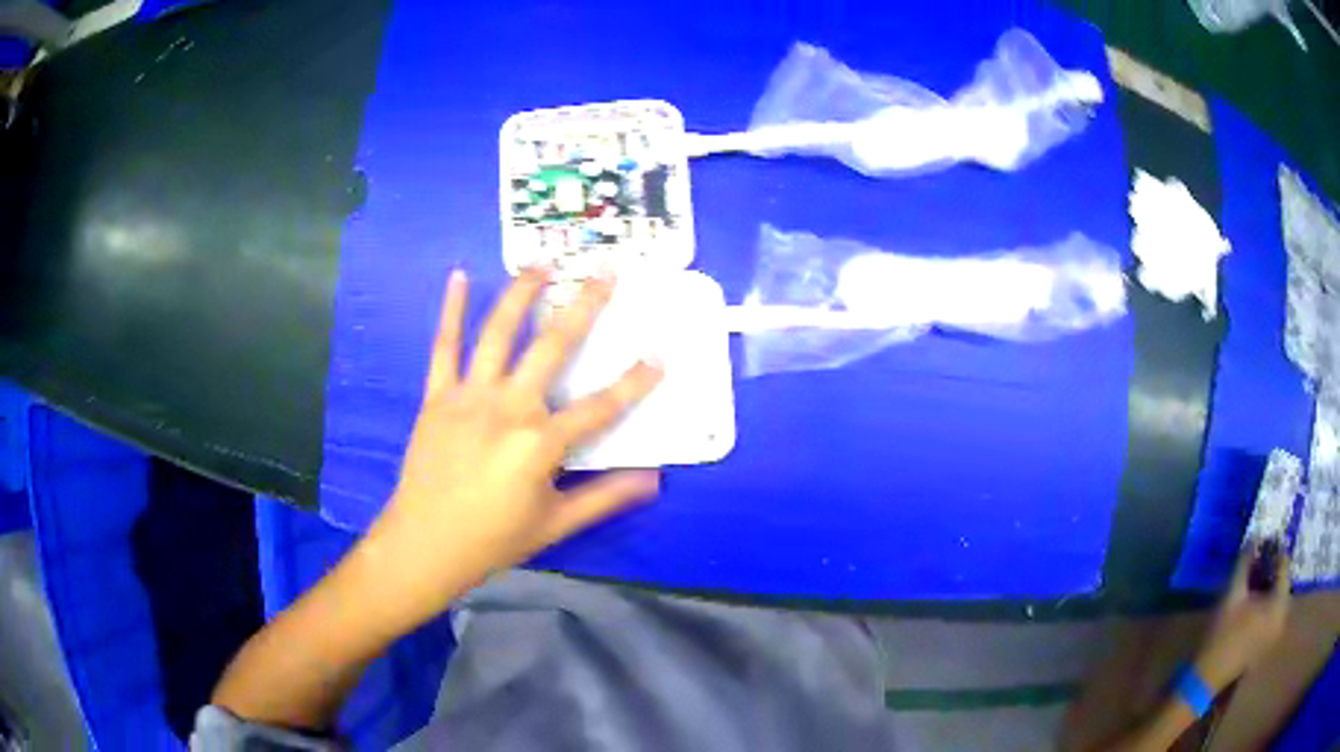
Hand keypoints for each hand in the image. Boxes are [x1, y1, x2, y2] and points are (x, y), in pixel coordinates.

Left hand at [362, 267, 662, 628]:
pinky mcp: (438, 396)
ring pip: (499, 334)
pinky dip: (452, 311)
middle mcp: (509, 408)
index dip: (635, 382)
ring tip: (542, 262)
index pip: (601, 407)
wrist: (424, 544)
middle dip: (585, 305)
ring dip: (522, 293)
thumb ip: (604, 497)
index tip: (659, 355)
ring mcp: (469, 396)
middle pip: (553, 347)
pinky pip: (445, 347)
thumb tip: (654, 480)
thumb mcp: (555, 524)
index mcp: (541, 443)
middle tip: (606, 270)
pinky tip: (459, 276)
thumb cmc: (493, 539)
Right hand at [1193, 542, 1290, 691]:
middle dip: (1271, 570)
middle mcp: (1283, 617)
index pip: (1284, 564)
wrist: (1206, 680)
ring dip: (1268, 588)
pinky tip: (1253, 605)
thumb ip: (1245, 563)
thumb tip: (1255, 537)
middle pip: (1282, 583)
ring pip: (1277, 599)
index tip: (1265, 540)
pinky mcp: (1267, 645)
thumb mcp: (1232, 594)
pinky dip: (1265, 605)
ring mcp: (1275, 634)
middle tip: (1258, 561)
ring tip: (1255, 581)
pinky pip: (1272, 615)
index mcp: (1280, 603)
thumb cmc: (1222, 635)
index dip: (1275, 550)